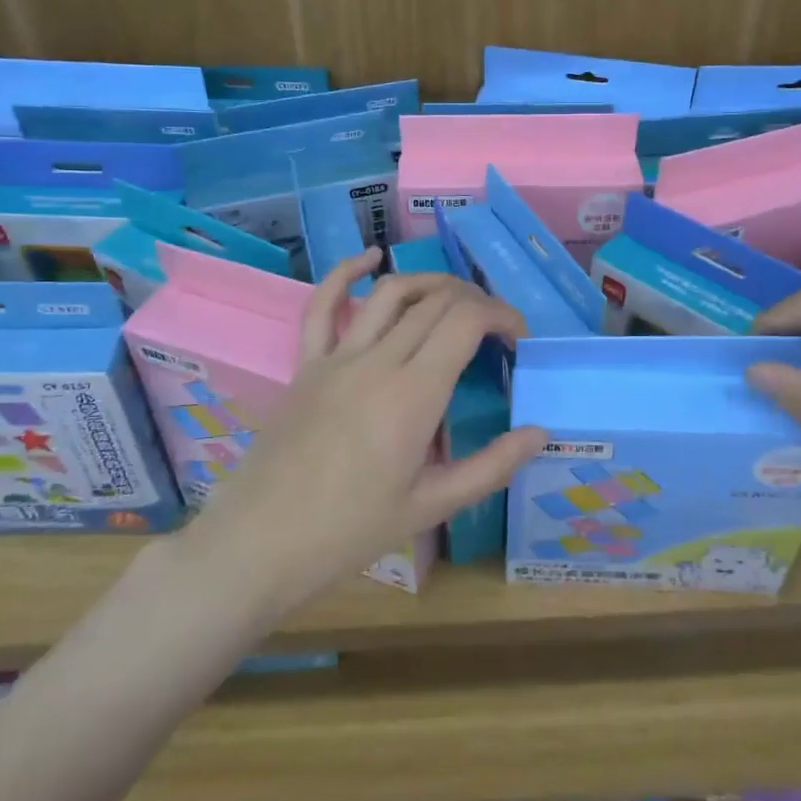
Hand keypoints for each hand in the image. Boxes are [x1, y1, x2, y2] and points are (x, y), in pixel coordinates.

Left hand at [181, 249, 546, 617]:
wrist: (260, 543)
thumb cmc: (349, 531)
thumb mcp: (430, 507)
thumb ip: (491, 467)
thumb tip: (540, 433)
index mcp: (414, 395)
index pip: (466, 321)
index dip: (501, 315)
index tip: (518, 339)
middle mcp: (378, 361)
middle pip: (436, 302)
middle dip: (476, 302)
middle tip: (495, 330)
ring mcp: (337, 358)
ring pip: (391, 292)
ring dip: (430, 283)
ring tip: (456, 297)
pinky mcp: (306, 364)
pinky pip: (323, 305)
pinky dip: (346, 272)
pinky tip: (370, 257)